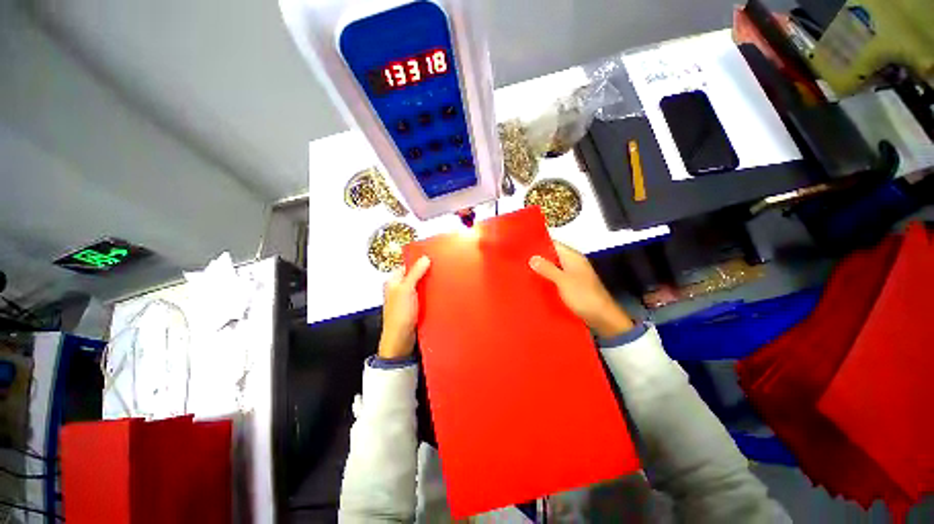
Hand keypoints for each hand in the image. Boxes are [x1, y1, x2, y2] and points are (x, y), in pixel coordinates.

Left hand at [379, 256, 431, 358]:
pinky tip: (438, 293)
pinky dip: (431, 293)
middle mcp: (400, 288)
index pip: (407, 265)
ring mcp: (408, 298)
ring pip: (421, 285)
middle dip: (426, 272)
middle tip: (438, 268)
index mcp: (393, 281)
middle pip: (415, 275)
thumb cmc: (398, 317)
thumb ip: (415, 273)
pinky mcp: (415, 306)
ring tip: (440, 279)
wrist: (401, 340)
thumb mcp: (406, 290)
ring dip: (429, 284)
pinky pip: (425, 295)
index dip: (418, 261)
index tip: (431, 257)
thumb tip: (424, 259)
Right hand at [529, 243, 633, 338]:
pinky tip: (535, 284)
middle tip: (518, 261)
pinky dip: (546, 280)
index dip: (539, 243)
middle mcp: (572, 263)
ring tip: (522, 271)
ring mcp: (572, 275)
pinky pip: (555, 279)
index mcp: (573, 257)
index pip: (553, 244)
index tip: (522, 246)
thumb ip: (547, 269)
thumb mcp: (563, 280)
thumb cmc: (584, 296)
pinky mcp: (571, 287)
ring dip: (541, 270)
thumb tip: (532, 258)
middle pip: (552, 256)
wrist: (602, 318)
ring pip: (552, 268)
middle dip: (537, 258)